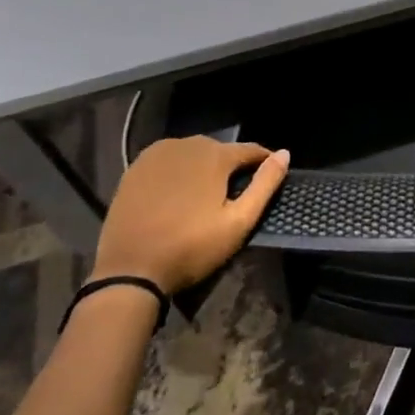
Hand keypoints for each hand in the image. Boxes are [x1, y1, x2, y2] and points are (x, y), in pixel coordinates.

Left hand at [91, 136, 289, 292]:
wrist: (129, 271)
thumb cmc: (190, 248)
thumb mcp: (238, 223)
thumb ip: (264, 185)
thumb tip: (285, 154)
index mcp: (215, 154)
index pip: (250, 150)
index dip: (263, 162)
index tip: (270, 177)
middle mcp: (187, 143)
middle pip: (219, 151)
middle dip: (229, 168)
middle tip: (232, 196)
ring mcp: (158, 153)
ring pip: (192, 154)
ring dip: (202, 169)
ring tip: (203, 197)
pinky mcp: (136, 167)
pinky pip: (167, 162)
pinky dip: (176, 172)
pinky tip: (174, 196)